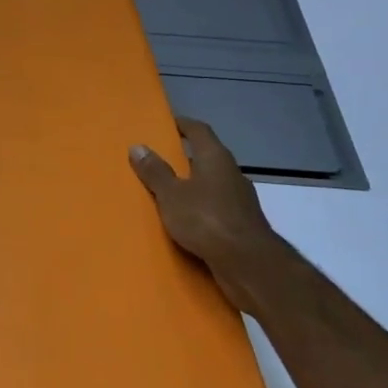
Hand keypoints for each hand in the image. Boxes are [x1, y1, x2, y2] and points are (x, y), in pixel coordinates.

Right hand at [130, 117, 280, 305]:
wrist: (249, 264)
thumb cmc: (206, 219)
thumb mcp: (171, 195)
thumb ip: (155, 172)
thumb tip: (138, 146)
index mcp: (215, 158)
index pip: (199, 131)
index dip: (183, 124)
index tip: (167, 123)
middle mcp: (232, 173)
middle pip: (207, 157)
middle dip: (185, 158)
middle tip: (160, 160)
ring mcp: (241, 200)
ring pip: (213, 185)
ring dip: (194, 186)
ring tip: (169, 193)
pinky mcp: (243, 225)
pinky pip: (217, 208)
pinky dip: (202, 209)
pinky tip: (187, 222)